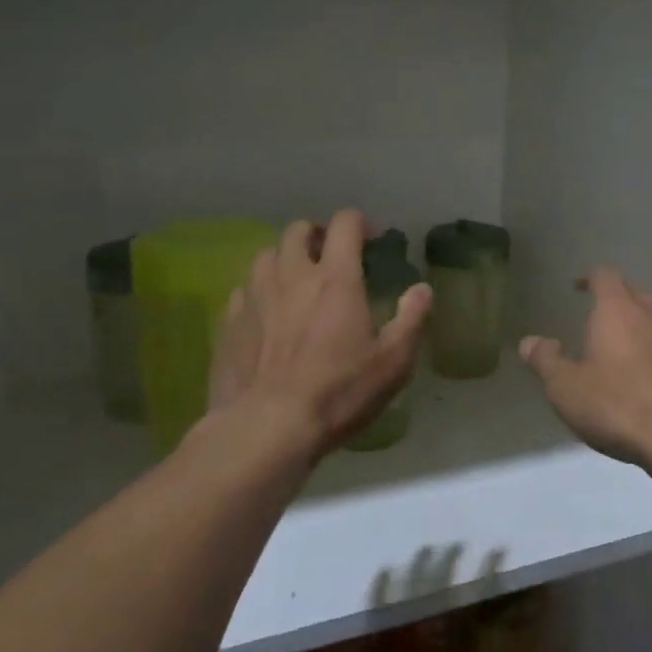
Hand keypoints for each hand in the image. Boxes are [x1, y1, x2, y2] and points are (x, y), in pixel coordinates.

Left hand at [200, 210, 430, 461]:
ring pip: (265, 255)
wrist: (266, 428)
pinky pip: (242, 290)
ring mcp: (255, 297)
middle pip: (297, 230)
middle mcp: (292, 276)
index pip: (345, 224)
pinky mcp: (228, 323)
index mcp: (336, 278)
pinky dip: (258, 291)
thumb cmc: (338, 392)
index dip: (360, 222)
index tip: (372, 239)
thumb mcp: (393, 362)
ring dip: (284, 258)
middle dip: (317, 234)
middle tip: (331, 255)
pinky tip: (266, 314)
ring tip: (296, 280)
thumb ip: (411, 319)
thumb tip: (422, 289)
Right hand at [519, 268, 651, 467]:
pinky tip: (647, 378)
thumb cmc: (619, 405)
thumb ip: (545, 361)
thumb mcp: (566, 388)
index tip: (576, 288)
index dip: (589, 278)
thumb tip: (529, 341)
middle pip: (633, 292)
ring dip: (638, 325)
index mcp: (617, 310)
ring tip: (621, 348)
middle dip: (615, 299)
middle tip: (596, 317)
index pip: (605, 276)